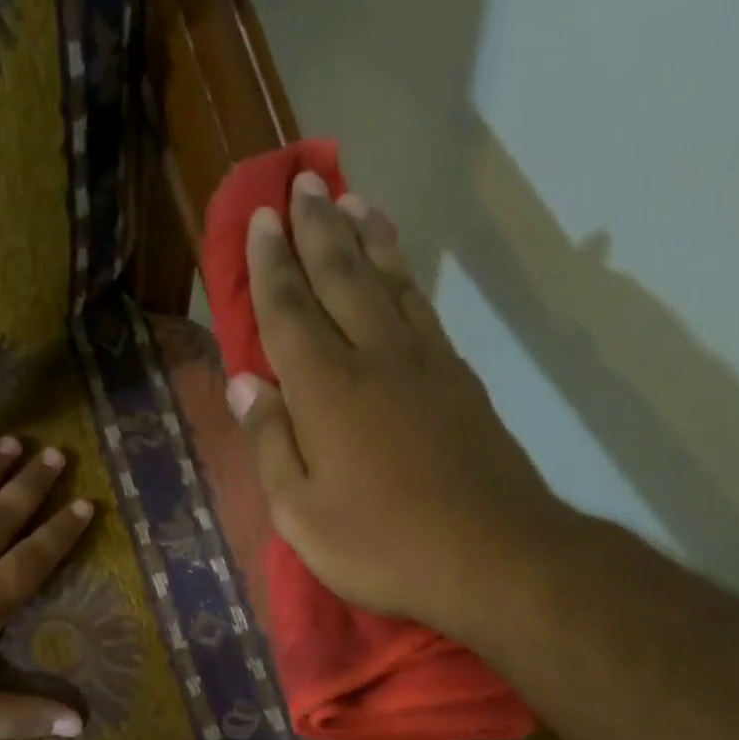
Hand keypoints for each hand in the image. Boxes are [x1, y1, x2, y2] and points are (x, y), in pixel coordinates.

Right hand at [229, 173, 566, 639]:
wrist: (494, 557)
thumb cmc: (382, 545)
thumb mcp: (301, 513)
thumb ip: (270, 443)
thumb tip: (243, 384)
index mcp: (327, 390)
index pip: (289, 311)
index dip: (270, 265)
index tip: (260, 219)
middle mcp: (376, 358)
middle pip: (342, 277)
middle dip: (318, 228)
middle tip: (303, 182)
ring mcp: (426, 365)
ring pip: (390, 283)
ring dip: (368, 238)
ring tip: (353, 201)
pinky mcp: (461, 382)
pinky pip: (423, 311)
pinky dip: (405, 278)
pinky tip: (398, 272)